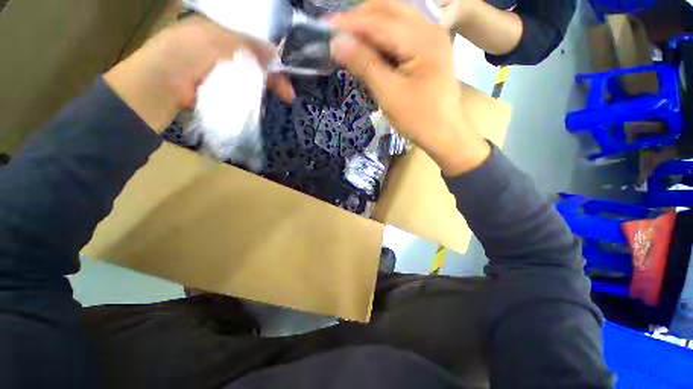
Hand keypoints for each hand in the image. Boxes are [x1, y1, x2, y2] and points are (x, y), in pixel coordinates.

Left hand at [104, 16, 293, 132]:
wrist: (160, 86)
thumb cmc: (184, 53)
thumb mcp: (215, 38)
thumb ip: (246, 43)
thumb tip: (275, 52)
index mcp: (218, 33)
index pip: (251, 41)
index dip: (269, 54)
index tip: (285, 69)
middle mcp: (221, 52)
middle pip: (254, 63)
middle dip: (272, 76)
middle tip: (288, 93)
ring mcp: (220, 73)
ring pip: (250, 78)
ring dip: (266, 88)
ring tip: (282, 98)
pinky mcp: (220, 91)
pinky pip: (242, 92)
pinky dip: (254, 97)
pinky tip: (264, 102)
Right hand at [329, 0, 489, 175]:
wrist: (445, 133)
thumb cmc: (418, 119)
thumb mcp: (389, 94)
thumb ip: (364, 64)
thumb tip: (336, 43)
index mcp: (423, 39)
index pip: (379, 21)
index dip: (350, 23)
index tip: (326, 28)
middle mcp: (430, 28)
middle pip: (389, 8)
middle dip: (360, 17)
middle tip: (337, 32)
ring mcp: (433, 36)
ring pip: (395, 17)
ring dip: (370, 24)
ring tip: (350, 38)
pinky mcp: (430, 48)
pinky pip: (402, 31)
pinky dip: (382, 36)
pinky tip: (370, 47)